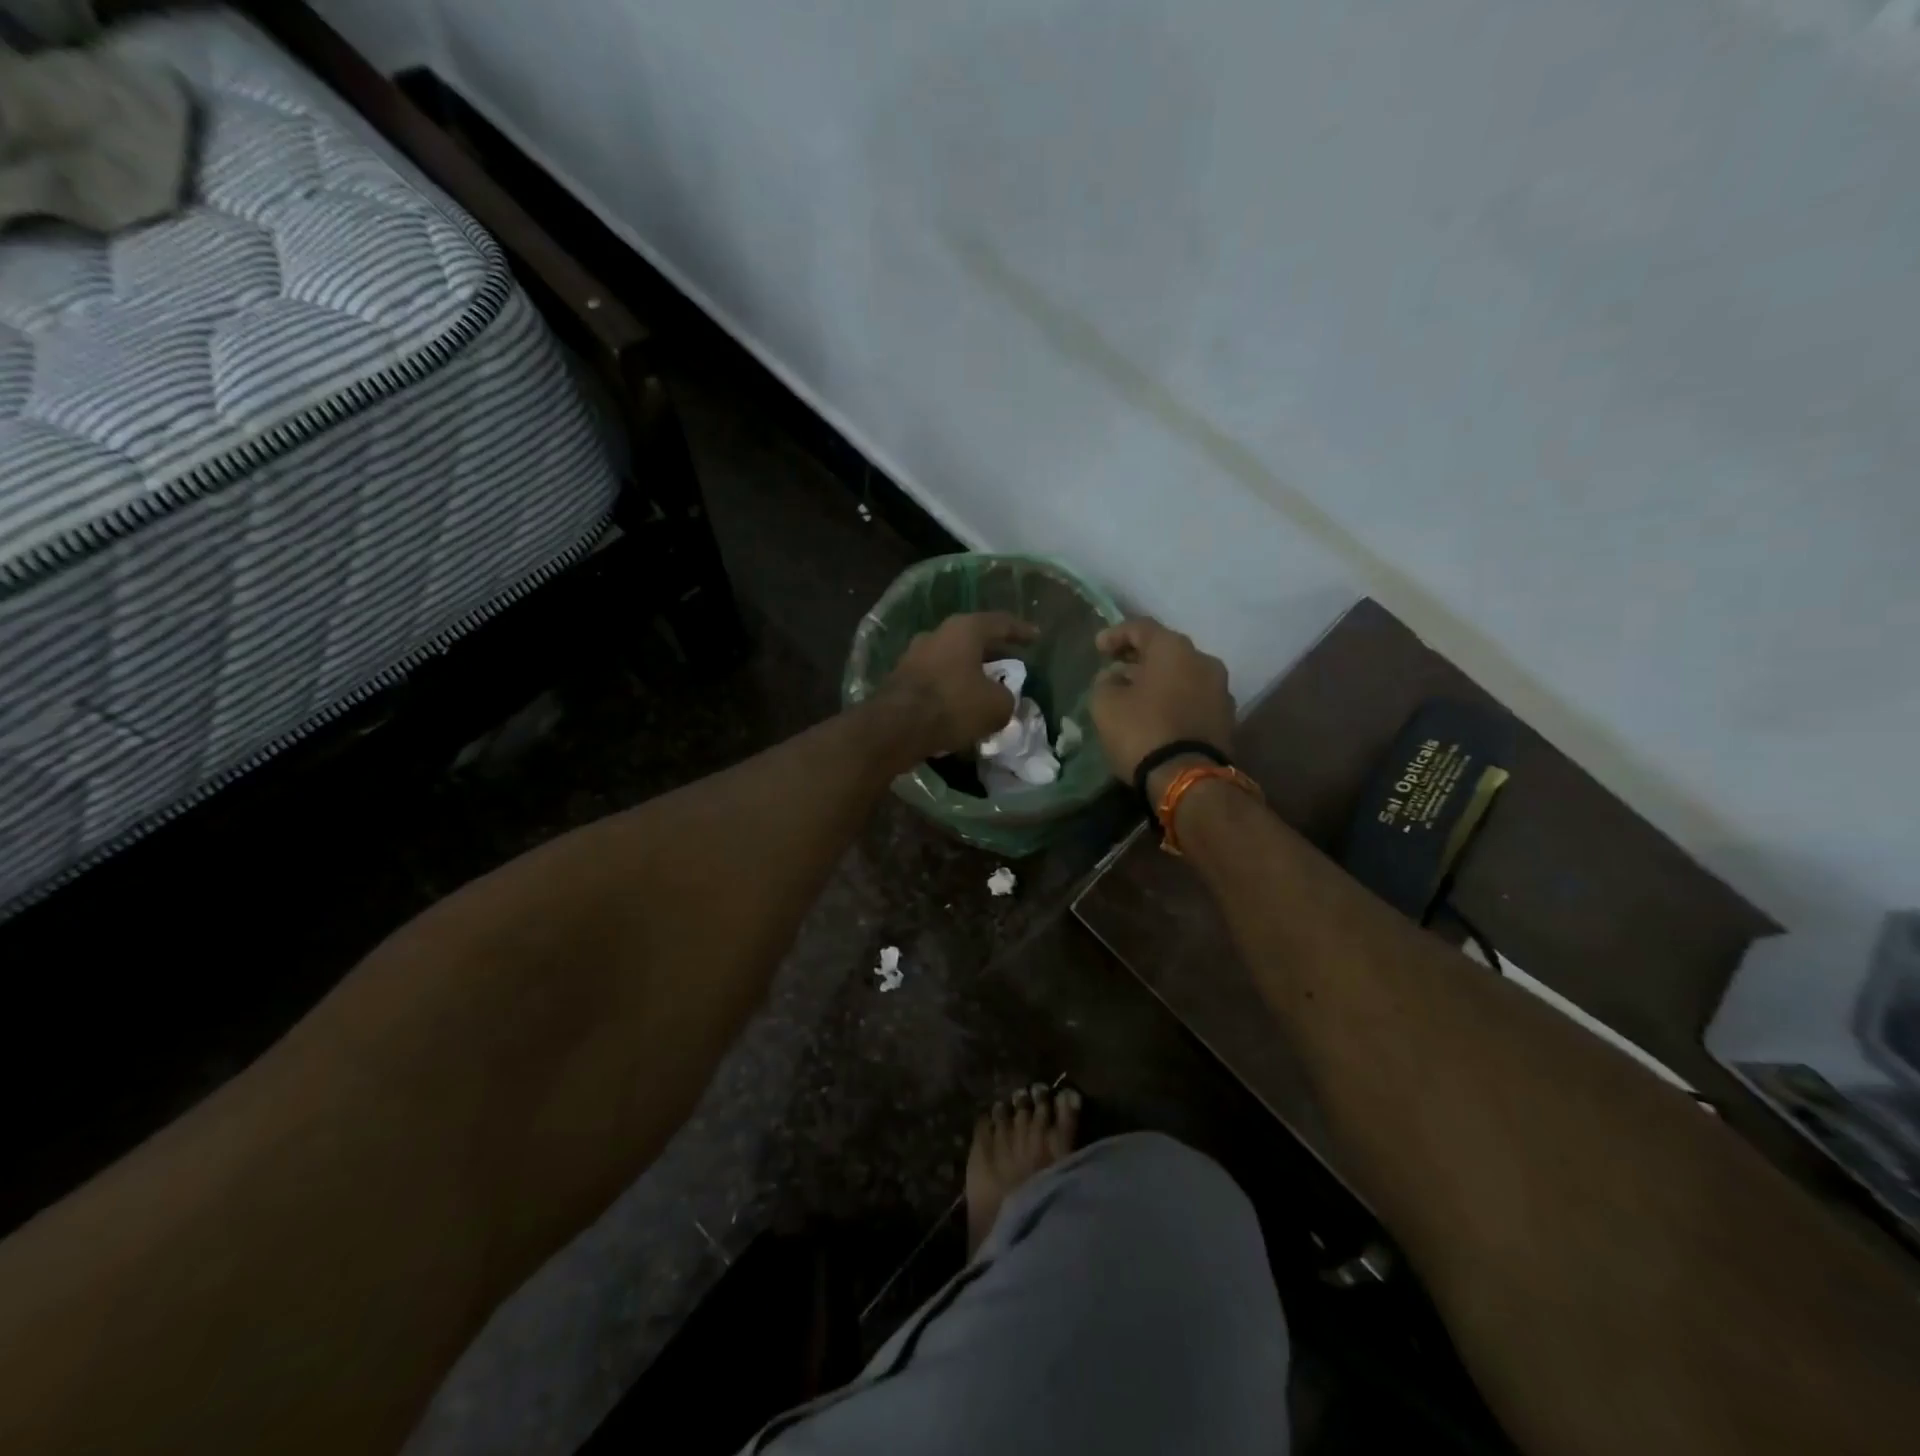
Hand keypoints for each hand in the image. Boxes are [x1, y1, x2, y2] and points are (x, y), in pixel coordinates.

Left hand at [879, 611, 1037, 762]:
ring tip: (986, 688)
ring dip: (969, 673)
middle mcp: (937, 635)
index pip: (1000, 623)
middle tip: (1010, 664)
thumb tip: (1001, 699)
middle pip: (972, 640)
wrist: (896, 727)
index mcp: (964, 629)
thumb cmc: (953, 705)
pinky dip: (951, 690)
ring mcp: (914, 656)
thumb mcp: (996, 706)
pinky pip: (935, 680)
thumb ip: (1007, 698)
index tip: (1036, 636)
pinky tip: (961, 706)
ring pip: (951, 660)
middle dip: (992, 653)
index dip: (1021, 630)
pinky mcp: (900, 680)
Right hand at [1089, 617, 1234, 789]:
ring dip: (1158, 679)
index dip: (1115, 634)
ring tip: (1135, 694)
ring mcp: (1220, 689)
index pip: (1141, 627)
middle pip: (1166, 650)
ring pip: (1182, 674)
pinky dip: (1174, 698)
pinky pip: (1193, 697)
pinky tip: (1157, 713)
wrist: (1189, 779)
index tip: (1098, 648)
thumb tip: (1114, 676)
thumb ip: (1105, 682)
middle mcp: (1204, 660)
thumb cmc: (1142, 731)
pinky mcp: (1226, 718)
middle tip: (1116, 669)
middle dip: (1139, 658)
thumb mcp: (1106, 704)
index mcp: (1174, 649)